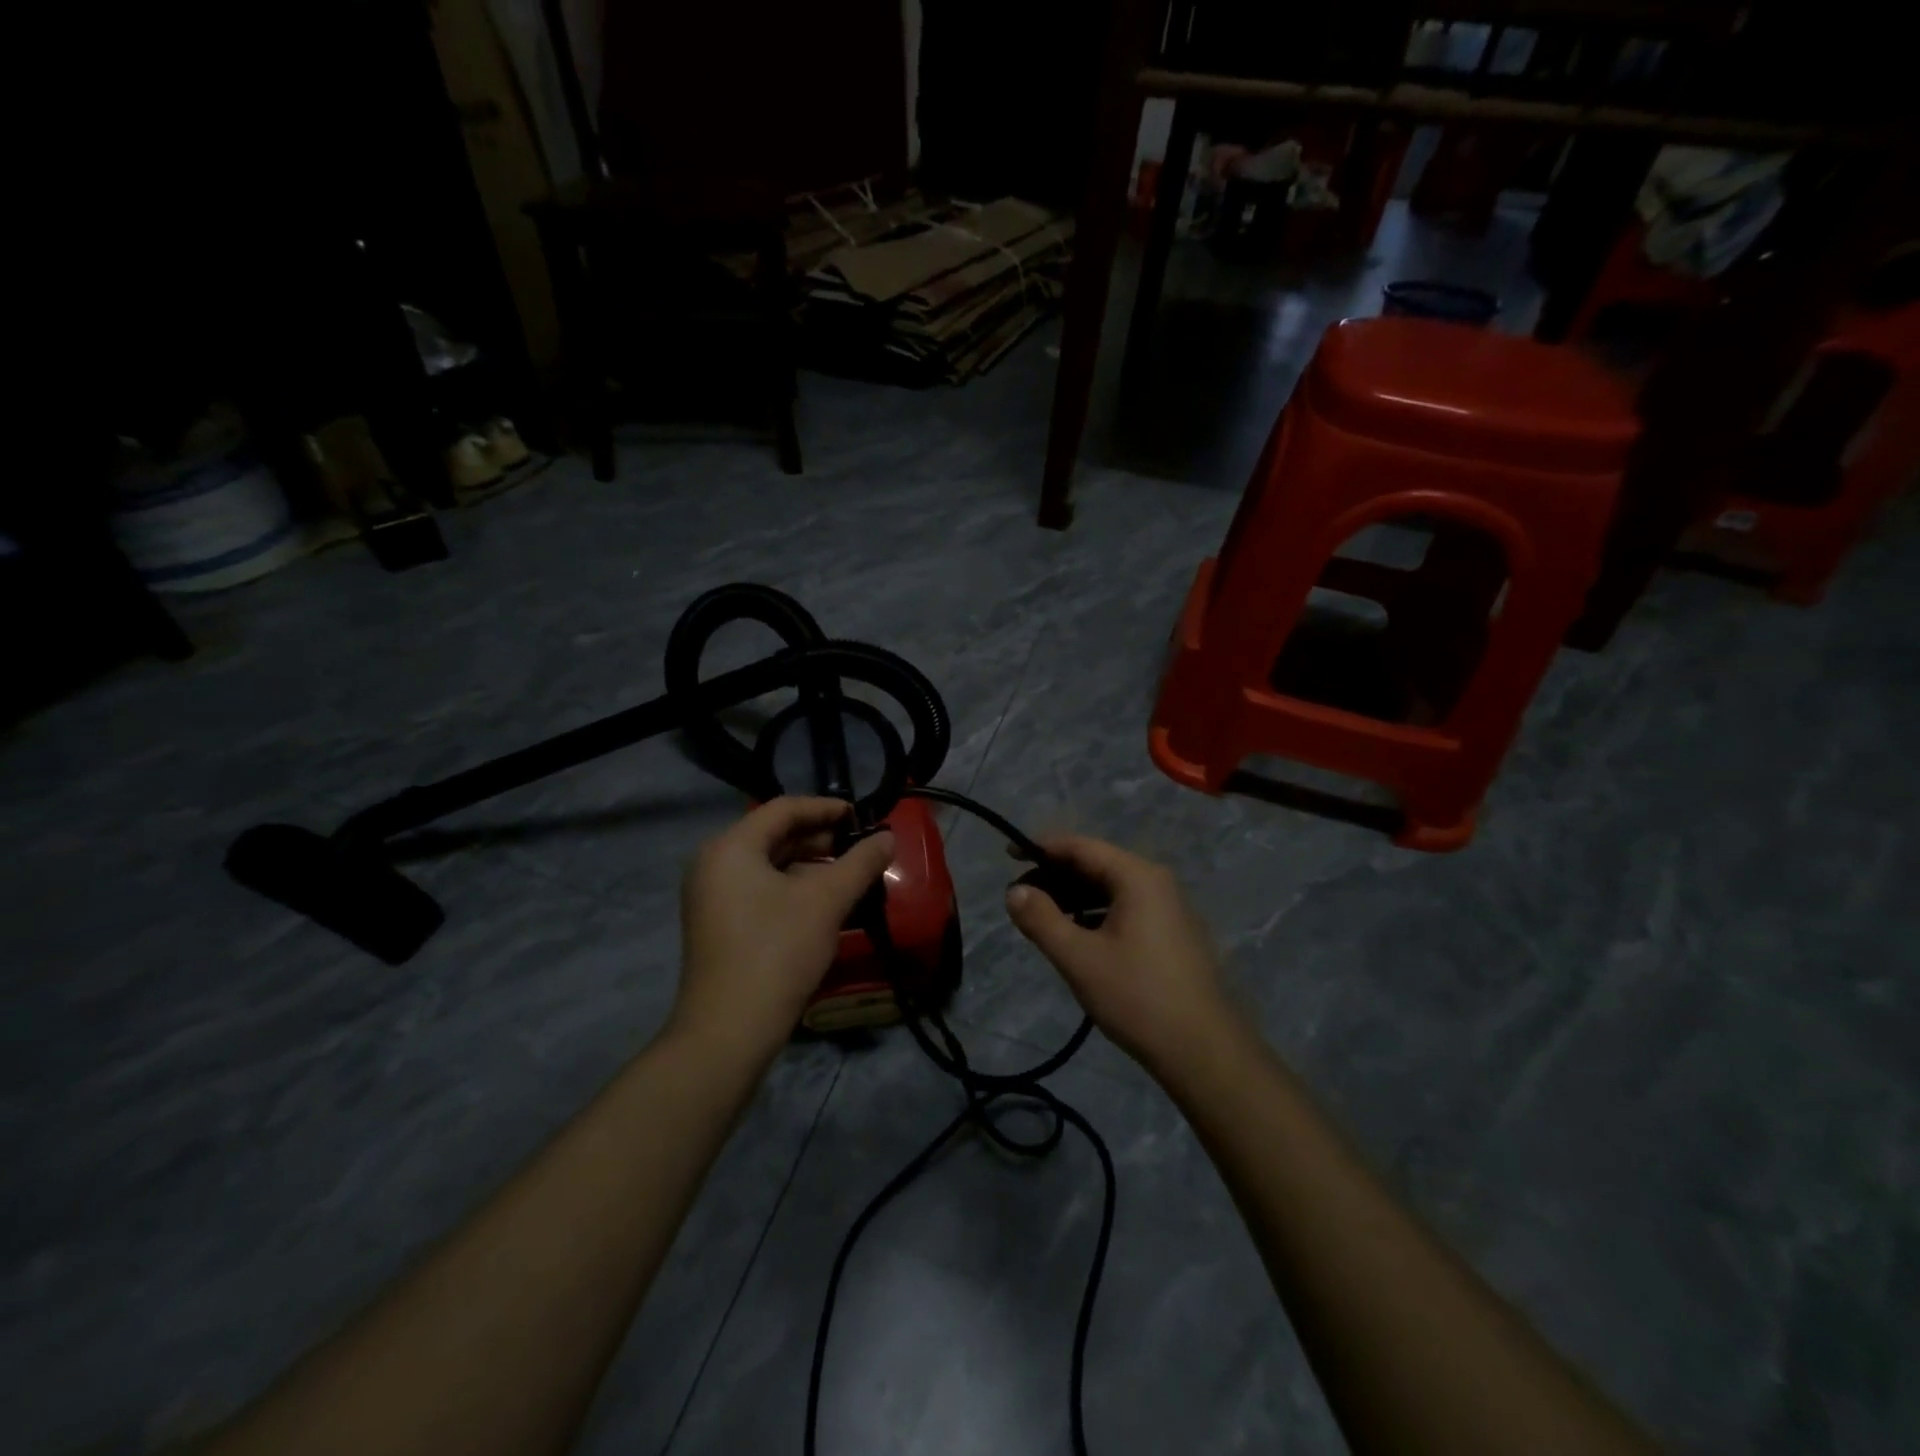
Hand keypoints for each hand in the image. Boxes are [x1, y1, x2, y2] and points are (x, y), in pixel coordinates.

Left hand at [675, 798, 894, 1060]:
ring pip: (768, 865)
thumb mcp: (826, 901)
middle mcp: (713, 864)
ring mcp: (711, 897)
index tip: (861, 816)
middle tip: (859, 845)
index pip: (783, 809)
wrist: (729, 1031)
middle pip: (773, 835)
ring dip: (809, 864)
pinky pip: (759, 889)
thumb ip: (860, 862)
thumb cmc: (777, 951)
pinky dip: (792, 887)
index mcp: (730, 847)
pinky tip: (823, 903)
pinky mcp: (718, 925)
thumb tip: (888, 836)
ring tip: (848, 873)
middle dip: (819, 838)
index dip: (825, 808)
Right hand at [1004, 835, 1236, 1074]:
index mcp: (1137, 877)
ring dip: (1074, 898)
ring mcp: (1168, 908)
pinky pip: (1125, 908)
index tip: (1009, 858)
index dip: (1042, 849)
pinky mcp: (1172, 932)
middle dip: (1055, 877)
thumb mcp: (1079, 958)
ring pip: (1110, 889)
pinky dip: (1095, 914)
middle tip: (1020, 898)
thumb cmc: (1137, 997)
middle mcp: (1156, 882)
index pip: (1081, 847)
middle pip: (1096, 864)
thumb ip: (1041, 919)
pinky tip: (1076, 937)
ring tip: (1041, 919)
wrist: (1202, 1051)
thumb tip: (1013, 891)